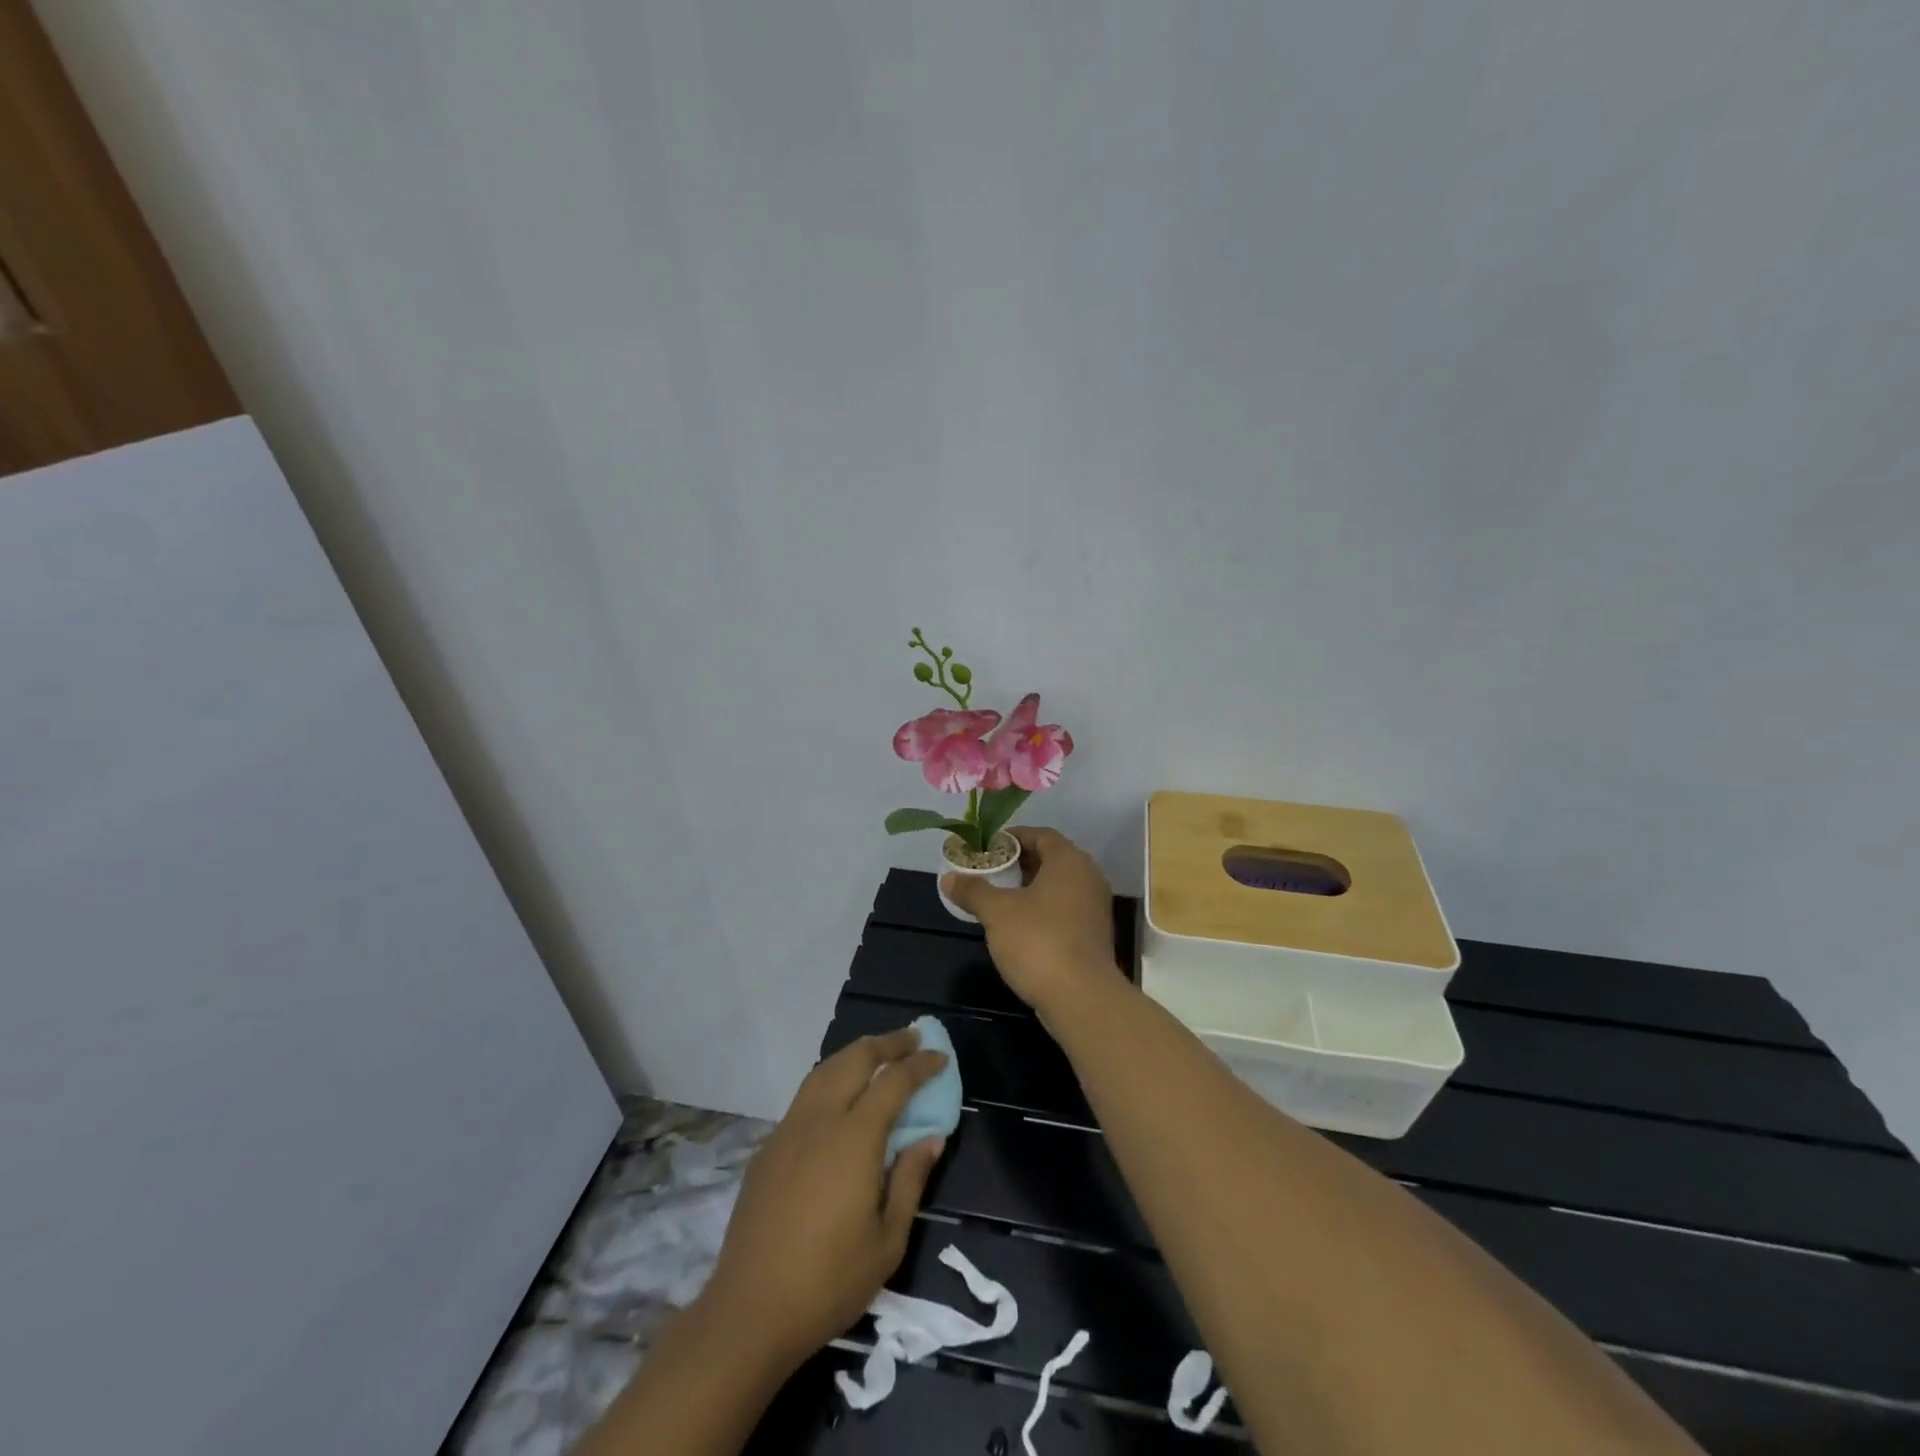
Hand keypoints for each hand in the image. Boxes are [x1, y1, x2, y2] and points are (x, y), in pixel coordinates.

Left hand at [699, 1027, 947, 1370]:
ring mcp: (788, 1130)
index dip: (920, 1064)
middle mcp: (819, 1120)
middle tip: (912, 1039)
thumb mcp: (887, 1241)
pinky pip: (805, 1096)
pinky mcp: (768, 1147)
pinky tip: (839, 1098)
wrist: (749, 1312)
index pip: (894, 1081)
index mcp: (854, 1138)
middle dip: (887, 1043)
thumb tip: (931, 1137)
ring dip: (856, 1054)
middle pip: (855, 1059)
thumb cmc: (829, 1282)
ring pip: (824, 1070)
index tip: (941, 1056)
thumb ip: (910, 1180)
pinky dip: (831, 1080)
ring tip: (879, 1055)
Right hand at [941, 826, 1121, 1017]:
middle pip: (1051, 859)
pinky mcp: (1094, 934)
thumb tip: (948, 877)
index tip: (987, 848)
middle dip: (1019, 863)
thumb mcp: (997, 912)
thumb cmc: (1038, 941)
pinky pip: (1065, 909)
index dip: (1013, 838)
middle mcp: (1088, 877)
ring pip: (1059, 886)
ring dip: (1030, 888)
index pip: (1041, 835)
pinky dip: (1043, 909)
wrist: (1081, 998)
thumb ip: (973, 890)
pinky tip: (1019, 926)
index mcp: (1069, 861)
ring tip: (999, 898)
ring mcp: (1095, 907)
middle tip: (989, 872)